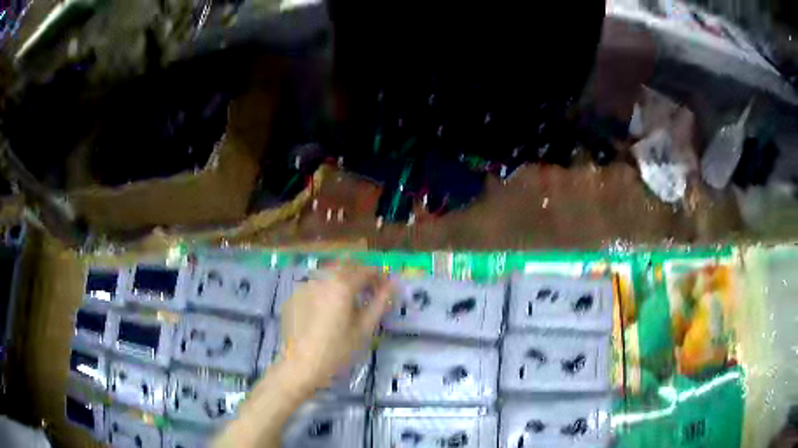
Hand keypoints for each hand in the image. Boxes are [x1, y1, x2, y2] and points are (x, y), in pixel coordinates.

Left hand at [278, 264, 392, 390]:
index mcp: (342, 285)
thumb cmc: (337, 350)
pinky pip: (314, 287)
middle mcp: (322, 279)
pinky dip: (325, 291)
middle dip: (360, 273)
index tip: (386, 285)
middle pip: (345, 266)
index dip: (379, 276)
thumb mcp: (364, 329)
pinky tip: (326, 310)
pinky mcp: (293, 297)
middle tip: (369, 289)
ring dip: (341, 280)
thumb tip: (392, 284)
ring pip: (328, 274)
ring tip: (348, 299)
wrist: (300, 365)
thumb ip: (379, 303)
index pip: (366, 270)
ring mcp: (304, 286)